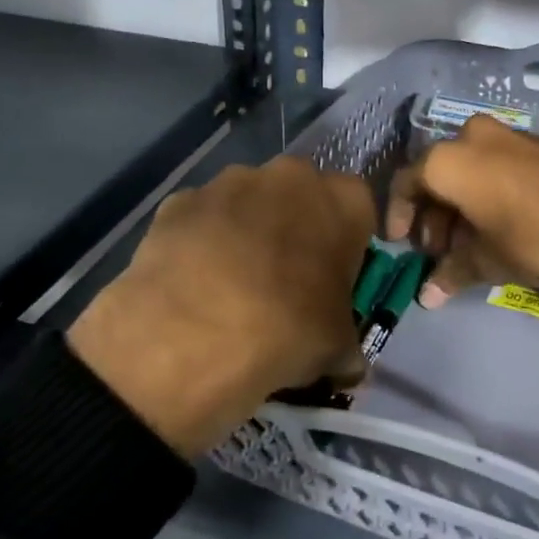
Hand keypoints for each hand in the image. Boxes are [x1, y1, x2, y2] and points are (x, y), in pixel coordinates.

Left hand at [67, 158, 374, 457]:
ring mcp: (228, 182)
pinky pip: (201, 220)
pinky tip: (194, 285)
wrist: (191, 336)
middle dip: (296, 232)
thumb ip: (347, 343)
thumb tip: (346, 363)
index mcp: (343, 199)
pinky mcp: (178, 201)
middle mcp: (289, 175)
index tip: (333, 283)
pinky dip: (202, 244)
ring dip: (247, 234)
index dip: (347, 249)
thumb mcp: (338, 349)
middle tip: (286, 284)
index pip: (359, 213)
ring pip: (248, 204)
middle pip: (301, 199)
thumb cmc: (287, 331)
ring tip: (232, 288)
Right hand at [385, 115, 538, 304]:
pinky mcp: (536, 144)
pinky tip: (498, 227)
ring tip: (469, 246)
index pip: (405, 183)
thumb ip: (453, 274)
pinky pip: (494, 166)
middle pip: (436, 176)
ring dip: (459, 207)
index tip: (404, 245)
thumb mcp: (491, 261)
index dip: (399, 217)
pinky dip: (486, 193)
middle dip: (433, 216)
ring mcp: (507, 136)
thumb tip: (427, 296)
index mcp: (449, 160)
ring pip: (467, 170)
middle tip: (440, 253)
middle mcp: (471, 137)